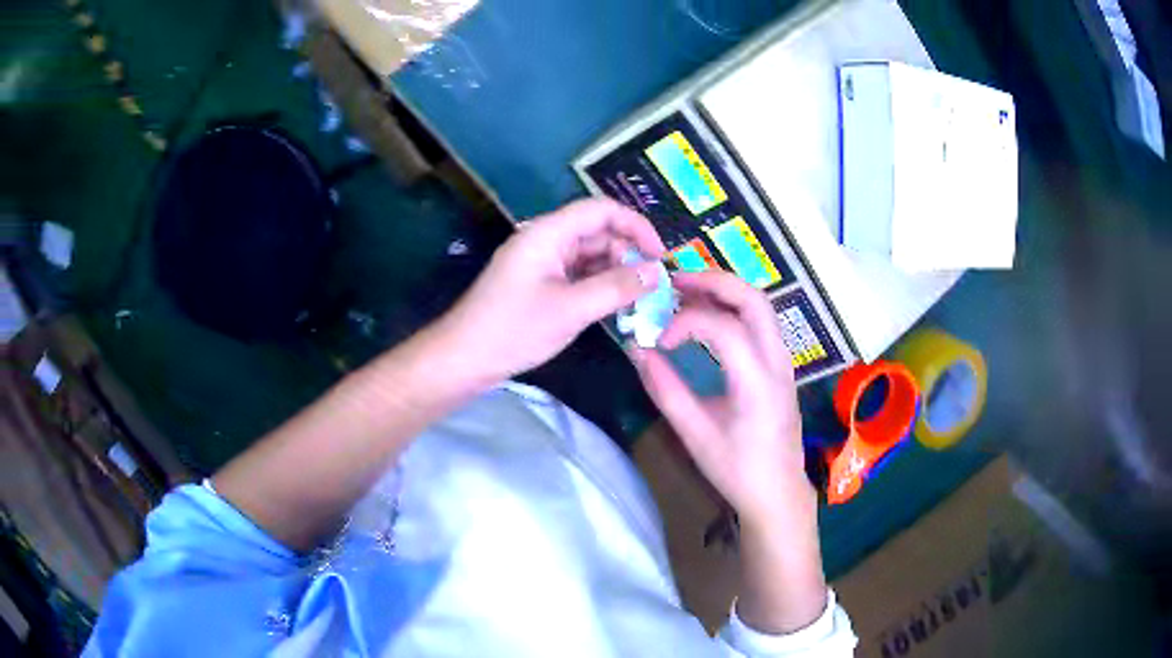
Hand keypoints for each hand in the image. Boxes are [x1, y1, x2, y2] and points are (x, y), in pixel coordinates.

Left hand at [435, 198, 665, 384]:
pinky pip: (578, 275)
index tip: (660, 254)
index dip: (635, 225)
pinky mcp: (541, 284)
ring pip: (590, 256)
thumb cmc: (513, 329)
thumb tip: (656, 273)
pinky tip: (618, 304)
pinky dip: (599, 285)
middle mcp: (546, 240)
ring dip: (616, 271)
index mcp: (548, 233)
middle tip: (653, 284)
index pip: (601, 210)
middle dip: (628, 252)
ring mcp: (542, 263)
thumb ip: (616, 287)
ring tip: (641, 297)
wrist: (464, 358)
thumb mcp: (571, 309)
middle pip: (597, 232)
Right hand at [630, 271, 812, 523]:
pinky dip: (734, 307)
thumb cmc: (737, 469)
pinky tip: (709, 318)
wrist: (778, 491)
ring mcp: (785, 361)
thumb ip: (665, 390)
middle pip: (753, 299)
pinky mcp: (782, 365)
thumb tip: (638, 350)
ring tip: (687, 294)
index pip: (723, 327)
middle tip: (674, 283)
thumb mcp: (695, 434)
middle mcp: (778, 362)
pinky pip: (761, 321)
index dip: (686, 323)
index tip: (660, 340)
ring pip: (760, 305)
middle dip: (712, 281)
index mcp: (758, 382)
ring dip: (725, 291)